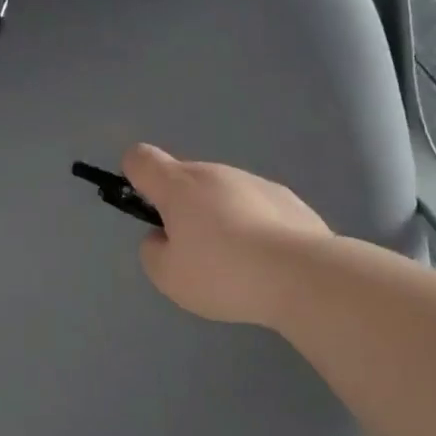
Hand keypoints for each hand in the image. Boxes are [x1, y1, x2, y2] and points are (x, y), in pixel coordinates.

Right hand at [121, 144, 329, 325]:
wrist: (302, 275)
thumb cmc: (223, 273)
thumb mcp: (168, 275)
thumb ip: (153, 251)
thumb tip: (163, 236)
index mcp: (179, 186)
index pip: (141, 159)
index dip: (133, 177)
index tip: (145, 209)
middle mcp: (216, 173)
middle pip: (185, 180)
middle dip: (181, 208)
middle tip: (193, 253)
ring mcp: (255, 182)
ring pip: (222, 194)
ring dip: (219, 218)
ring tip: (235, 264)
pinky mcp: (287, 199)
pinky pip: (255, 208)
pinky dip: (252, 227)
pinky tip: (265, 262)